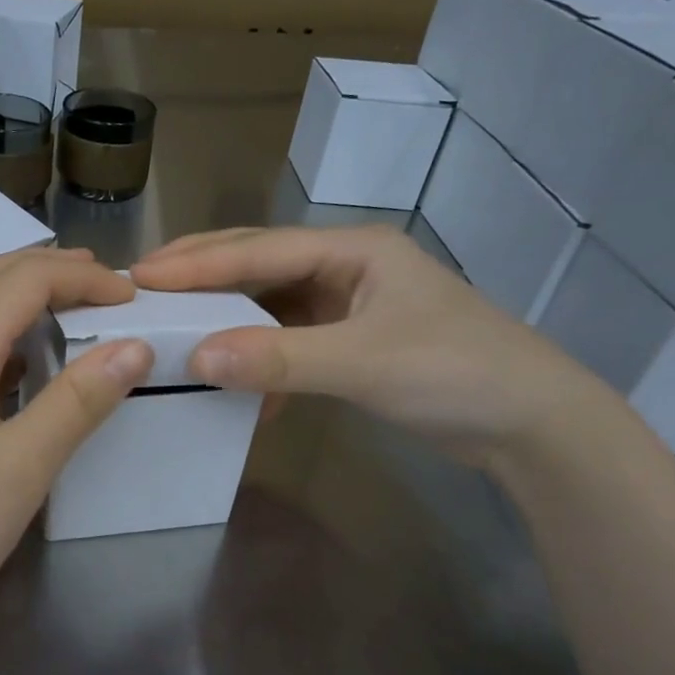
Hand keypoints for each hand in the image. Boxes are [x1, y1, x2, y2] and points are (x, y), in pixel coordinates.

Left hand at [0, 248, 151, 622]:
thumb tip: (135, 346)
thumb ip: (79, 399)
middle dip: (51, 268)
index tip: (132, 297)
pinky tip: (21, 360)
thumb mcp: (23, 466)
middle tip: (104, 284)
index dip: (83, 277)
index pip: (25, 279)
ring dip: (20, 291)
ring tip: (70, 306)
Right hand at [130, 225, 608, 466]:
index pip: (259, 249)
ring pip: (269, 303)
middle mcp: (345, 267)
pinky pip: (287, 341)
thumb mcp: (364, 362)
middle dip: (202, 276)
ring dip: (226, 319)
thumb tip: (196, 357)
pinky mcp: (350, 342)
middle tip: (141, 287)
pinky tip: (239, 385)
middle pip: (258, 264)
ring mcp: (348, 305)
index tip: (141, 276)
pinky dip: (260, 359)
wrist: (533, 425)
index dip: (197, 263)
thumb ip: (280, 358)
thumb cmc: (457, 373)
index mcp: (352, 249)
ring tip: (174, 328)